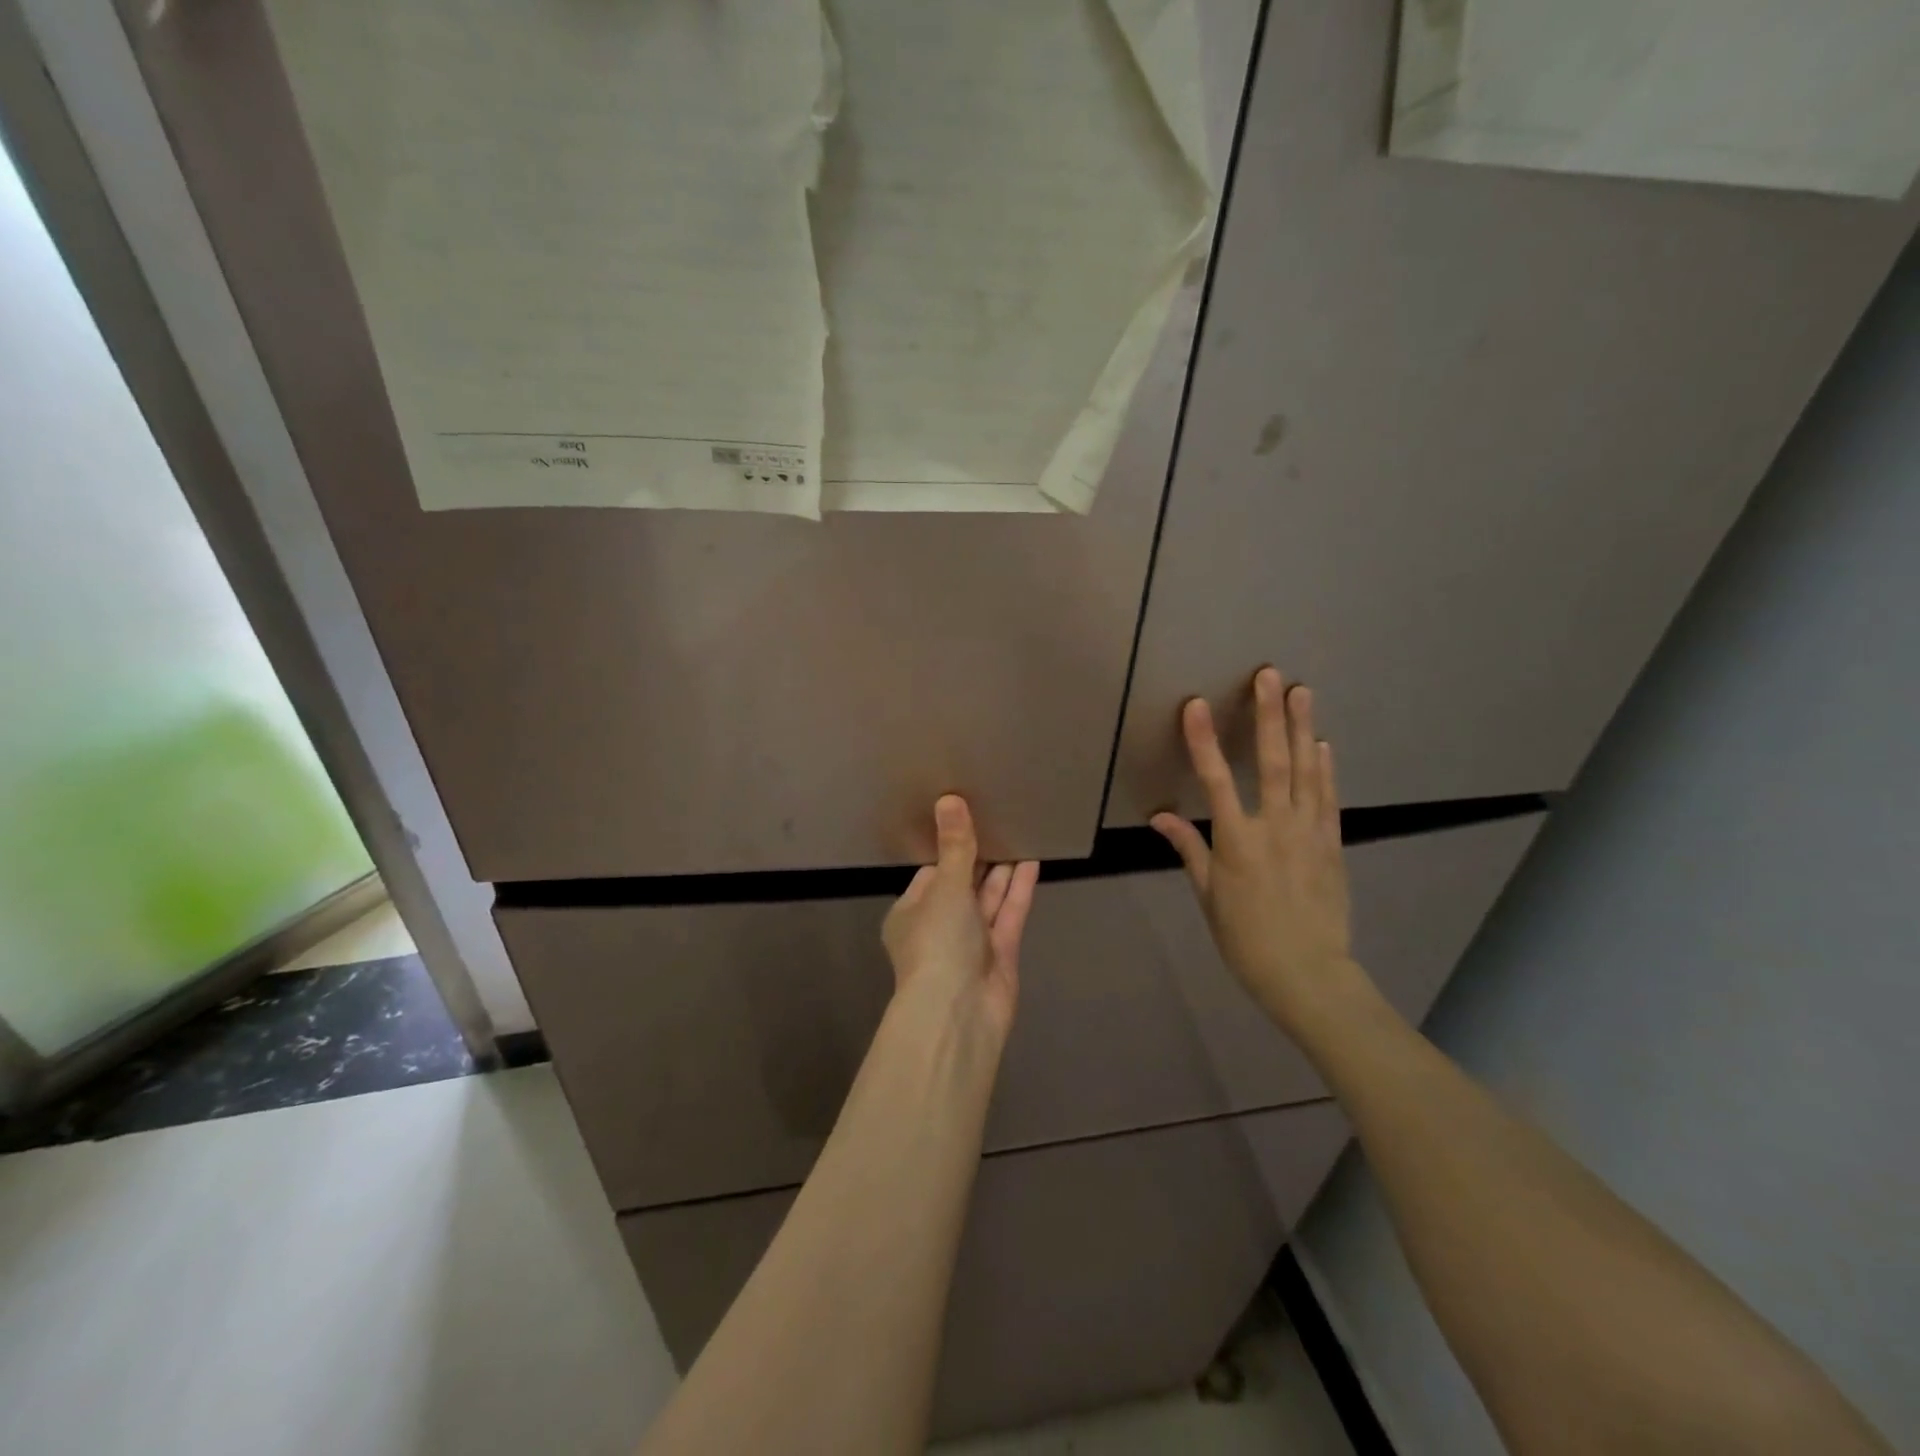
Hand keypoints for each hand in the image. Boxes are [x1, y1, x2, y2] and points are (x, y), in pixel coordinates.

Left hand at [882, 795, 1038, 1045]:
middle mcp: (939, 926)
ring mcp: (971, 943)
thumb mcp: (945, 887)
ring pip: (988, 899)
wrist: (959, 1014)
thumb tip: (949, 799)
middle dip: (980, 858)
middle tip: (1001, 819)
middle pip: (962, 885)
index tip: (969, 818)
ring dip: (1002, 870)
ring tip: (1020, 832)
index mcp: (911, 913)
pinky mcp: (1000, 955)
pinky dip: (1018, 890)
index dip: (950, 848)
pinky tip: (1033, 861)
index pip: (932, 873)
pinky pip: (1009, 915)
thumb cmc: (938, 942)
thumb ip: (955, 847)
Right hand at [1151, 667, 1365, 1036]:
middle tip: (1270, 676)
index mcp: (1237, 842)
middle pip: (1271, 762)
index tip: (1196, 705)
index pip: (1215, 780)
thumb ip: (1189, 850)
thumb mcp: (1208, 897)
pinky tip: (1323, 744)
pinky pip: (1329, 798)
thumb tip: (1160, 817)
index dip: (1203, 741)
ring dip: (1302, 729)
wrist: (1308, 975)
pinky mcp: (1333, 844)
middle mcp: (1275, 828)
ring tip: (1303, 692)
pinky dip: (1326, 769)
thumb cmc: (1246, 940)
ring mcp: (1310, 833)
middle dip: (1268, 716)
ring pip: (1306, 771)